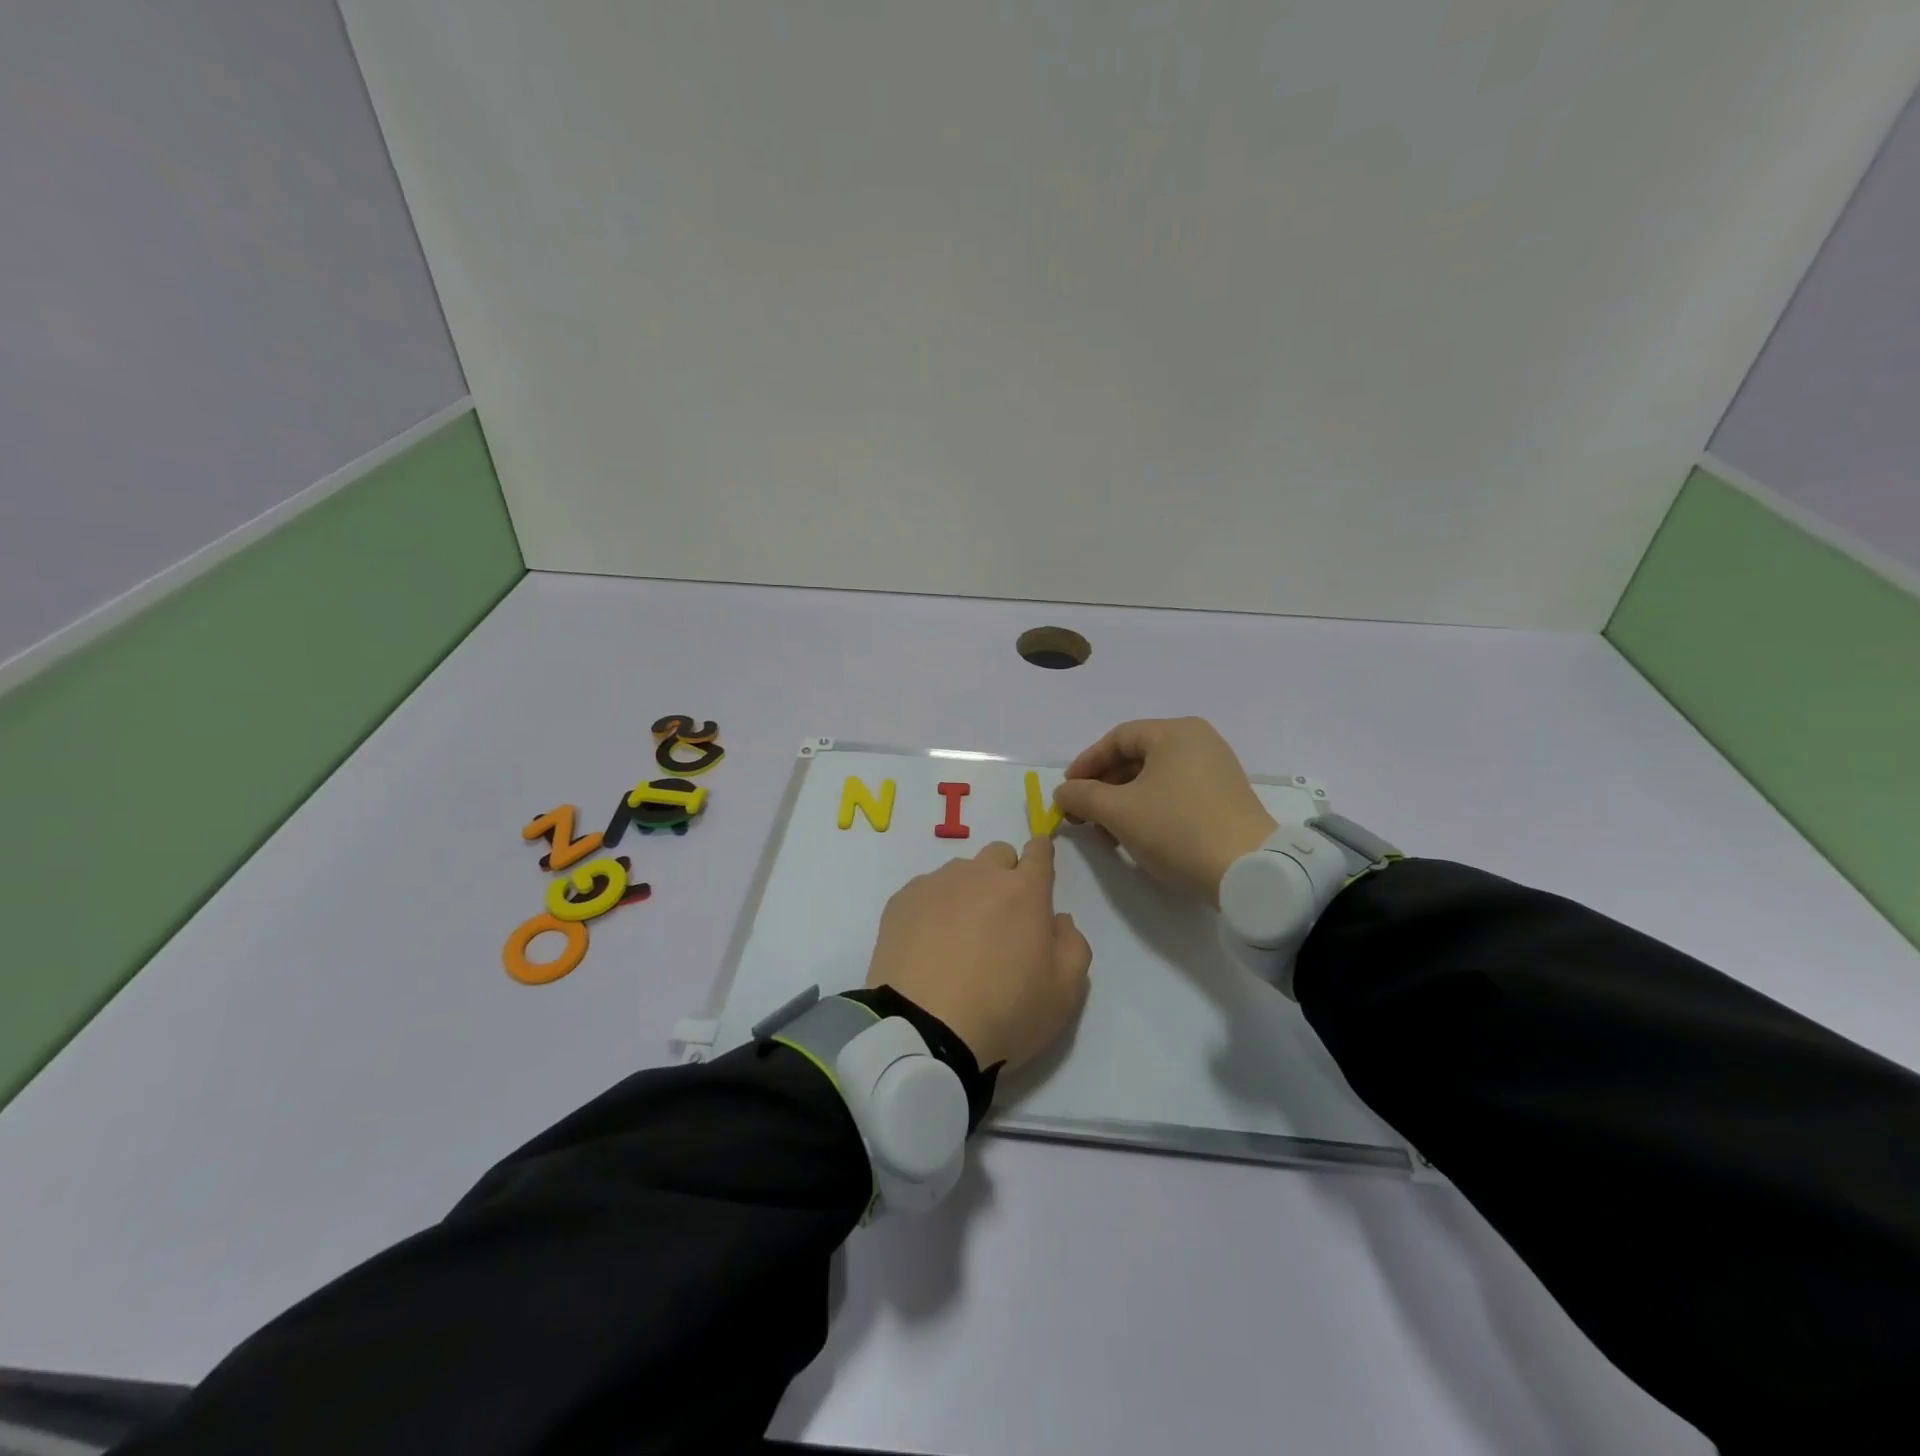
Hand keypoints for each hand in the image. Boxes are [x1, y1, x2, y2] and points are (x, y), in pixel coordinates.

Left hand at [866, 837, 1091, 1070]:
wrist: (923, 1031)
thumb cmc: (1003, 1013)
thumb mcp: (1064, 993)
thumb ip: (1073, 945)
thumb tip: (1058, 920)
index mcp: (1024, 890)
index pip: (1039, 851)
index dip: (1041, 857)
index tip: (1038, 875)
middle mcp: (980, 874)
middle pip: (998, 856)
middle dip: (1005, 877)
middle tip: (1000, 921)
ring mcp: (936, 884)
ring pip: (960, 873)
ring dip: (967, 893)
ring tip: (958, 940)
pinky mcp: (901, 900)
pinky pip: (925, 892)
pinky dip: (932, 910)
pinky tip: (927, 947)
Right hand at [1053, 718, 1277, 906]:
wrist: (1249, 872)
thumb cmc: (1177, 829)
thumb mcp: (1119, 811)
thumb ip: (1082, 796)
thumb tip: (1062, 793)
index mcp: (1175, 733)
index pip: (1117, 738)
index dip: (1086, 764)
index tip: (1066, 792)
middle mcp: (1198, 743)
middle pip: (1135, 758)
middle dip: (1102, 788)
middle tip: (1082, 817)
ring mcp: (1215, 771)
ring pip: (1153, 780)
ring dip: (1122, 803)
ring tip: (1106, 834)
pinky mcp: (1223, 799)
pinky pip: (1174, 794)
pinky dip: (1148, 811)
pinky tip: (1135, 838)